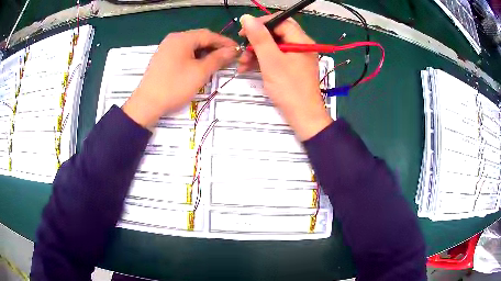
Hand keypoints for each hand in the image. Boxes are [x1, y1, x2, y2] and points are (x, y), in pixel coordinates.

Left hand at [123, 29, 237, 129]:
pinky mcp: (163, 58)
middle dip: (215, 47)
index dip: (225, 42)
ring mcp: (166, 48)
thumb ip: (218, 59)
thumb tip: (233, 51)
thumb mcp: (200, 72)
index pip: (209, 35)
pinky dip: (194, 57)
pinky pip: (183, 53)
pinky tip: (200, 65)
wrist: (147, 104)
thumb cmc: (175, 86)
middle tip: (229, 57)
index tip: (238, 50)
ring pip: (191, 46)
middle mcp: (173, 39)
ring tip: (217, 63)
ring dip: (205, 53)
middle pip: (200, 39)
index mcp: (182, 38)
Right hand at [238, 14, 331, 140]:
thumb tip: (247, 17)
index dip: (261, 23)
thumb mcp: (271, 60)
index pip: (280, 21)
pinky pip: (276, 58)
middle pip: (276, 34)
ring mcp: (297, 58)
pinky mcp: (292, 69)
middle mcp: (301, 46)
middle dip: (256, 41)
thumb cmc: (289, 88)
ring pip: (274, 47)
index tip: (244, 31)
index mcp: (301, 40)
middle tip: (242, 49)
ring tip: (241, 64)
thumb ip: (259, 37)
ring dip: (256, 53)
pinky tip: (248, 68)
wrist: (303, 116)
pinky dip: (262, 61)